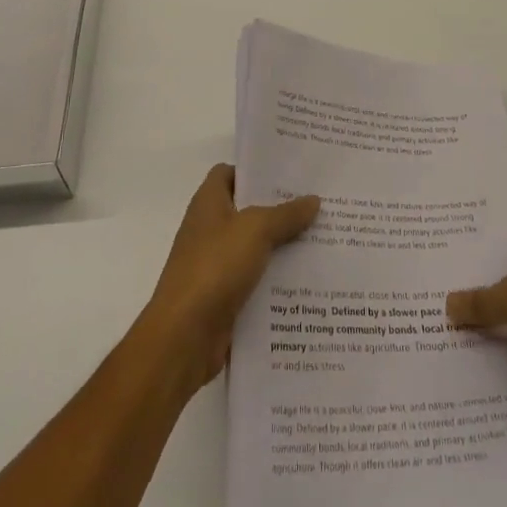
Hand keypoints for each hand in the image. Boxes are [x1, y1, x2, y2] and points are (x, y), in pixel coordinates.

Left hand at [141, 164, 319, 389]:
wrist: (184, 337)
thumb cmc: (214, 267)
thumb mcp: (255, 230)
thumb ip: (285, 214)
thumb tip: (313, 199)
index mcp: (208, 204)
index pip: (229, 173)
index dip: (256, 170)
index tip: (290, 172)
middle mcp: (210, 230)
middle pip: (248, 210)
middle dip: (280, 209)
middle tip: (318, 204)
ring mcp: (216, 266)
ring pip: (256, 248)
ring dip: (283, 247)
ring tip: (322, 240)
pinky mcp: (225, 298)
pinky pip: (256, 281)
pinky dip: (277, 281)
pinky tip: (308, 280)